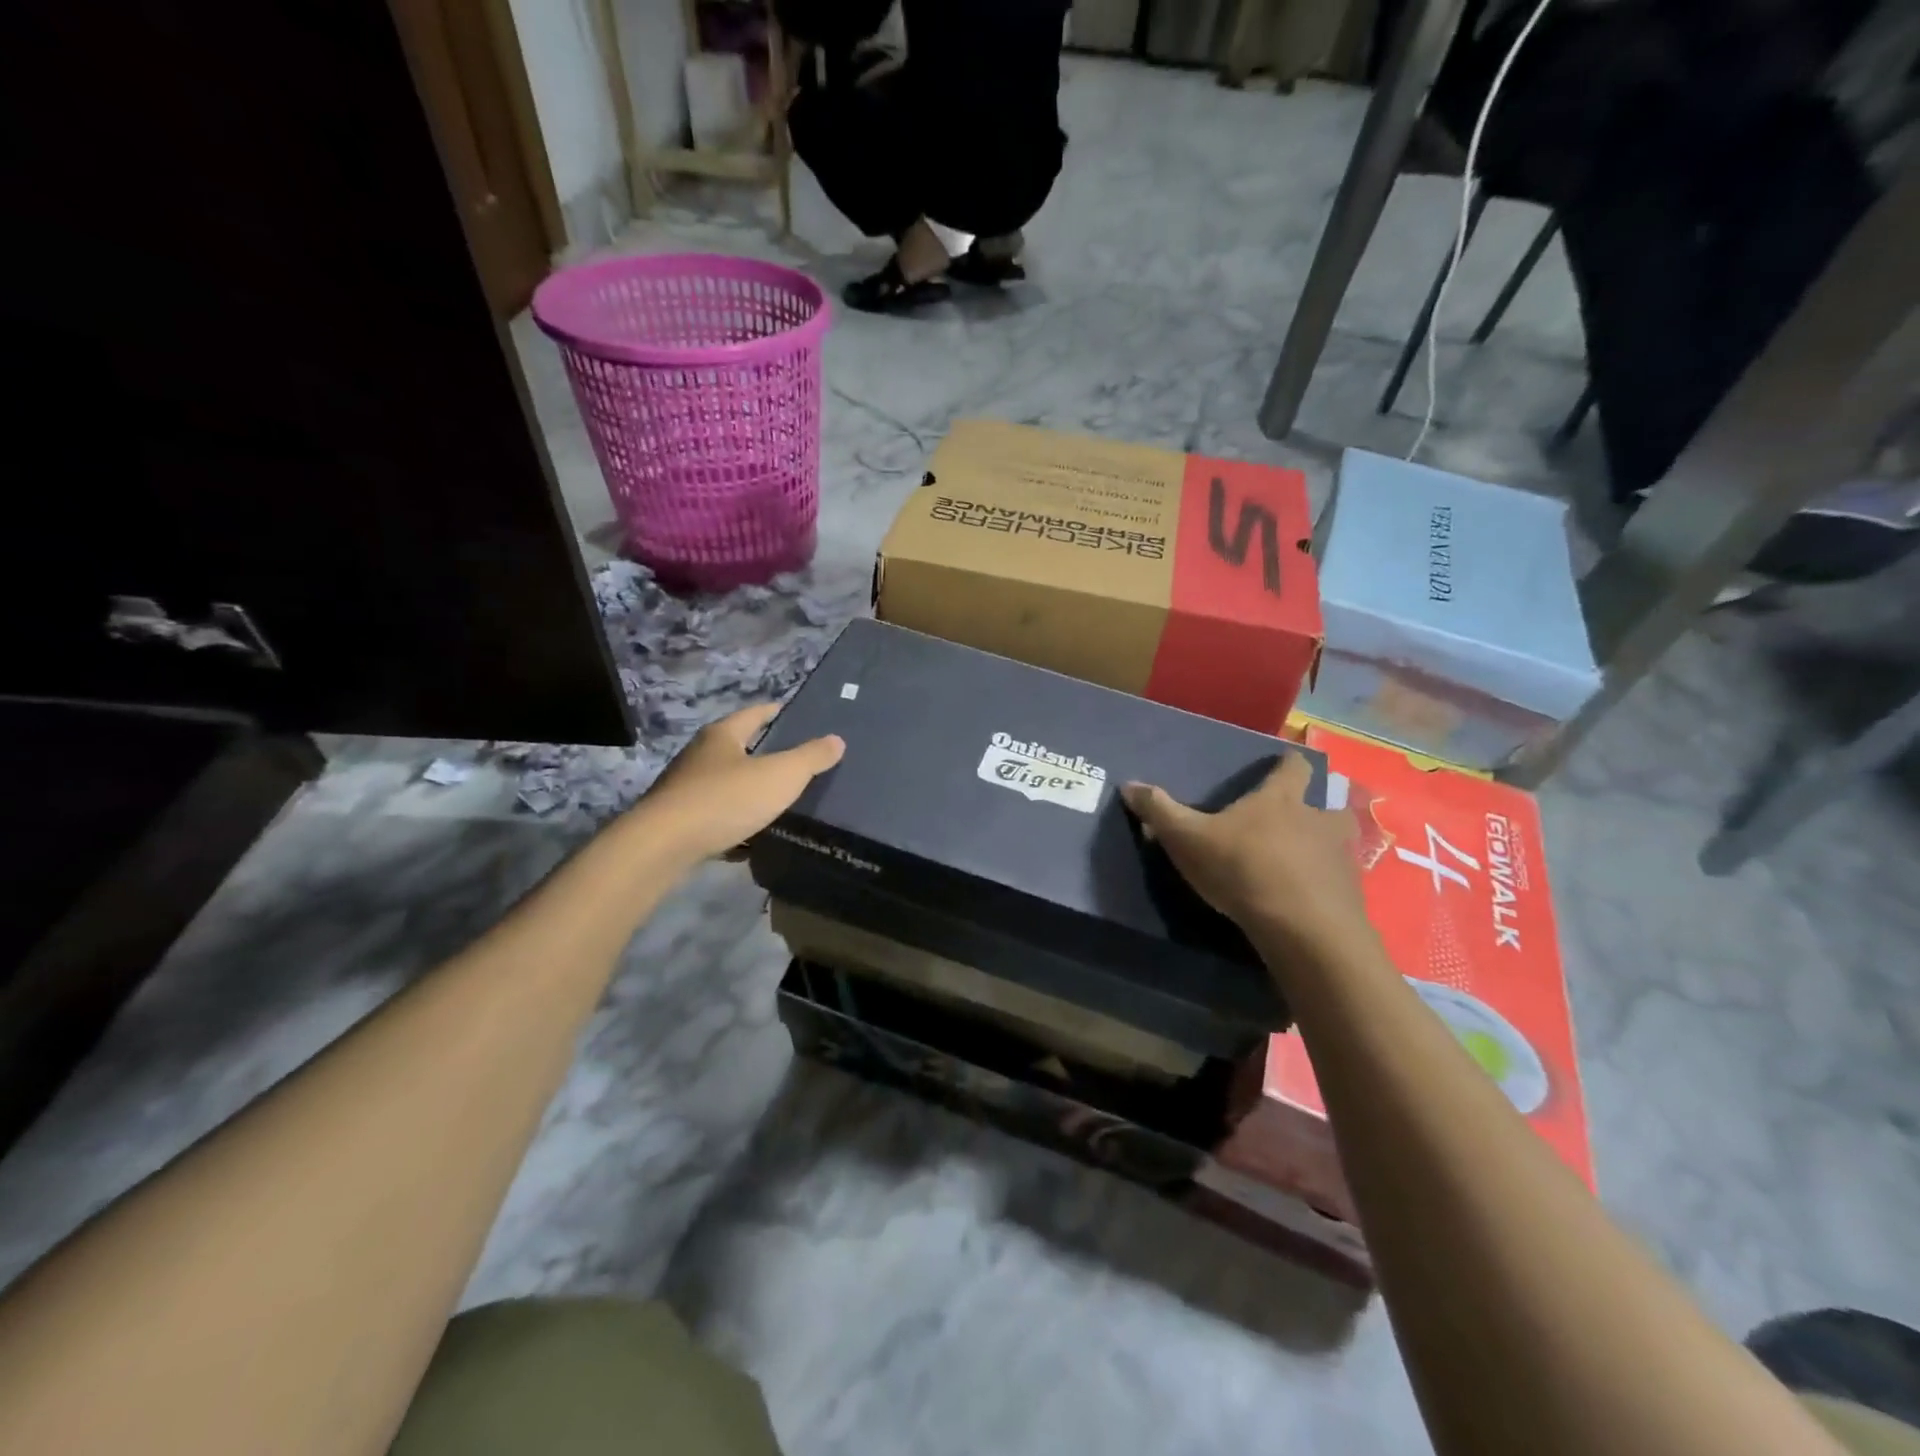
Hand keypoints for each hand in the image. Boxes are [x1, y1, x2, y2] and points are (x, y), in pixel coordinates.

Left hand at [640, 703, 843, 863]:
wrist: (664, 846)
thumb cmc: (726, 799)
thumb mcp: (780, 775)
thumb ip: (810, 757)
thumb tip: (837, 739)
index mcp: (723, 735)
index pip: (755, 714)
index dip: (776, 712)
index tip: (794, 713)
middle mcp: (700, 755)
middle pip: (737, 746)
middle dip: (763, 751)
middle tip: (794, 760)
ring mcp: (685, 788)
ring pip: (726, 782)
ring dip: (748, 788)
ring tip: (778, 799)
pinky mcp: (679, 820)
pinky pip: (716, 814)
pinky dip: (735, 820)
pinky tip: (752, 835)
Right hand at [1121, 753, 1371, 962]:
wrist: (1303, 929)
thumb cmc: (1243, 869)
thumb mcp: (1188, 839)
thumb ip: (1160, 811)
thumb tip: (1129, 784)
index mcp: (1281, 800)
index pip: (1294, 767)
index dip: (1288, 763)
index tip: (1282, 764)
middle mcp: (1318, 820)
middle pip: (1328, 803)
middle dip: (1315, 808)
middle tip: (1294, 822)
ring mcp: (1340, 857)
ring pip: (1340, 842)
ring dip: (1325, 847)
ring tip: (1305, 861)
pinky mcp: (1350, 895)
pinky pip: (1340, 882)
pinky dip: (1327, 885)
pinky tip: (1309, 900)